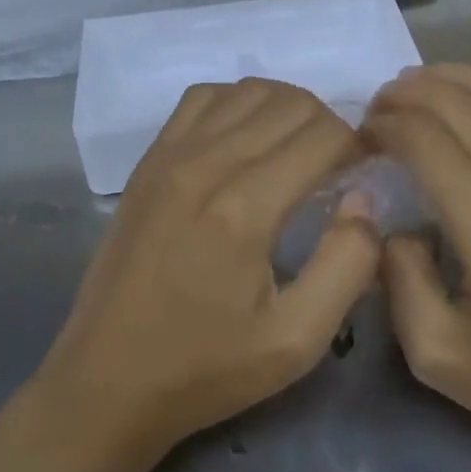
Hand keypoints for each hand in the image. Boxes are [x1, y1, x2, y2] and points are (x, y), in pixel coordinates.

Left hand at [33, 78, 379, 468]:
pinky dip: (237, 102)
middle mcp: (208, 163)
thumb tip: (364, 199)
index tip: (365, 174)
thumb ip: (347, 264)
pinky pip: (203, 97)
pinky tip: (245, 138)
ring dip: (287, 108)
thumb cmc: (206, 368)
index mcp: (246, 208)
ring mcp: (172, 154)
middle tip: (338, 166)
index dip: (358, 146)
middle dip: (329, 126)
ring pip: (249, 90)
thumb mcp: (296, 341)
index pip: (324, 135)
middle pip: (291, 103)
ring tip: (297, 149)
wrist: (105, 381)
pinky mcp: (149, 159)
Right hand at [364, 65, 470, 471]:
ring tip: (413, 92)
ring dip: (448, 79)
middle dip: (404, 93)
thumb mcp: (440, 356)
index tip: (360, 141)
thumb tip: (389, 223)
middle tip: (376, 112)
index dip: (383, 126)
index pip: (424, 138)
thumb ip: (399, 280)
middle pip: (456, 101)